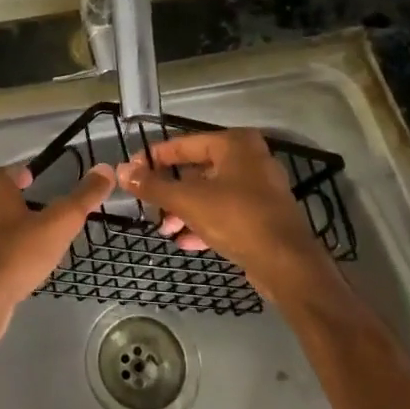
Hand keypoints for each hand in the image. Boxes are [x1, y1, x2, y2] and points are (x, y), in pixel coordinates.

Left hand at [0, 163, 113, 346]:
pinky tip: (28, 267)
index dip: (20, 172)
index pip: (4, 173)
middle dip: (22, 202)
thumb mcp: (59, 223)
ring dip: (17, 230)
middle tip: (47, 210)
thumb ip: (82, 198)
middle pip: (0, 200)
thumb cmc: (19, 254)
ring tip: (44, 240)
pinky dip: (11, 254)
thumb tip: (105, 169)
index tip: (36, 178)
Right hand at [116, 130, 326, 305]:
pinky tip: (185, 241)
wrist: (287, 265)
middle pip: (198, 170)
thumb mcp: (188, 201)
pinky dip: (205, 222)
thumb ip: (153, 186)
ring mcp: (259, 188)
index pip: (184, 144)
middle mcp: (250, 159)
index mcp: (234, 144)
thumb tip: (121, 171)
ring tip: (164, 228)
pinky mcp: (263, 215)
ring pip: (211, 193)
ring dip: (185, 210)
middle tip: (149, 204)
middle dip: (171, 191)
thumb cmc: (237, 219)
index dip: (155, 158)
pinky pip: (226, 212)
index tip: (132, 171)